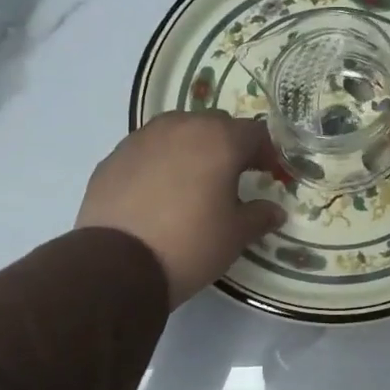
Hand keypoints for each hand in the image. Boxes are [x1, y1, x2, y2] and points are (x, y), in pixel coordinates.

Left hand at [77, 113, 287, 307]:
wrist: (117, 264)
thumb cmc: (190, 244)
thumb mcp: (235, 235)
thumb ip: (260, 216)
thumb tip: (275, 211)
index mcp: (219, 140)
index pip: (255, 132)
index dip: (267, 153)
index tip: (269, 175)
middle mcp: (181, 127)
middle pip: (215, 125)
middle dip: (229, 146)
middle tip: (233, 177)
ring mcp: (142, 138)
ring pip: (178, 132)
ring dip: (192, 149)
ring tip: (193, 183)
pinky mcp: (114, 156)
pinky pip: (148, 150)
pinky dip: (160, 163)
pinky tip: (159, 194)